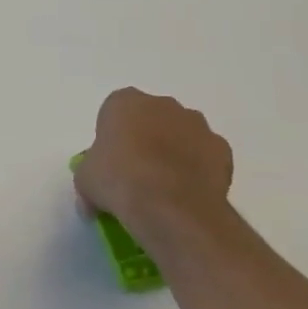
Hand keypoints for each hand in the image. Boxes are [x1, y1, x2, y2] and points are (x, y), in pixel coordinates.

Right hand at [74, 89, 233, 243]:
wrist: (170, 207)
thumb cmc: (119, 181)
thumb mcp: (85, 181)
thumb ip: (89, 179)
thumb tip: (91, 201)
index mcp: (124, 102)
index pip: (114, 112)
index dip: (112, 137)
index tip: (111, 162)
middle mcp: (162, 104)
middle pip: (151, 118)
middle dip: (146, 139)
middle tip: (136, 174)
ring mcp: (196, 125)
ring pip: (181, 134)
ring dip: (174, 152)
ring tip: (165, 189)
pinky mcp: (222, 149)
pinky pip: (206, 156)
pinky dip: (199, 170)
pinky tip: (188, 194)